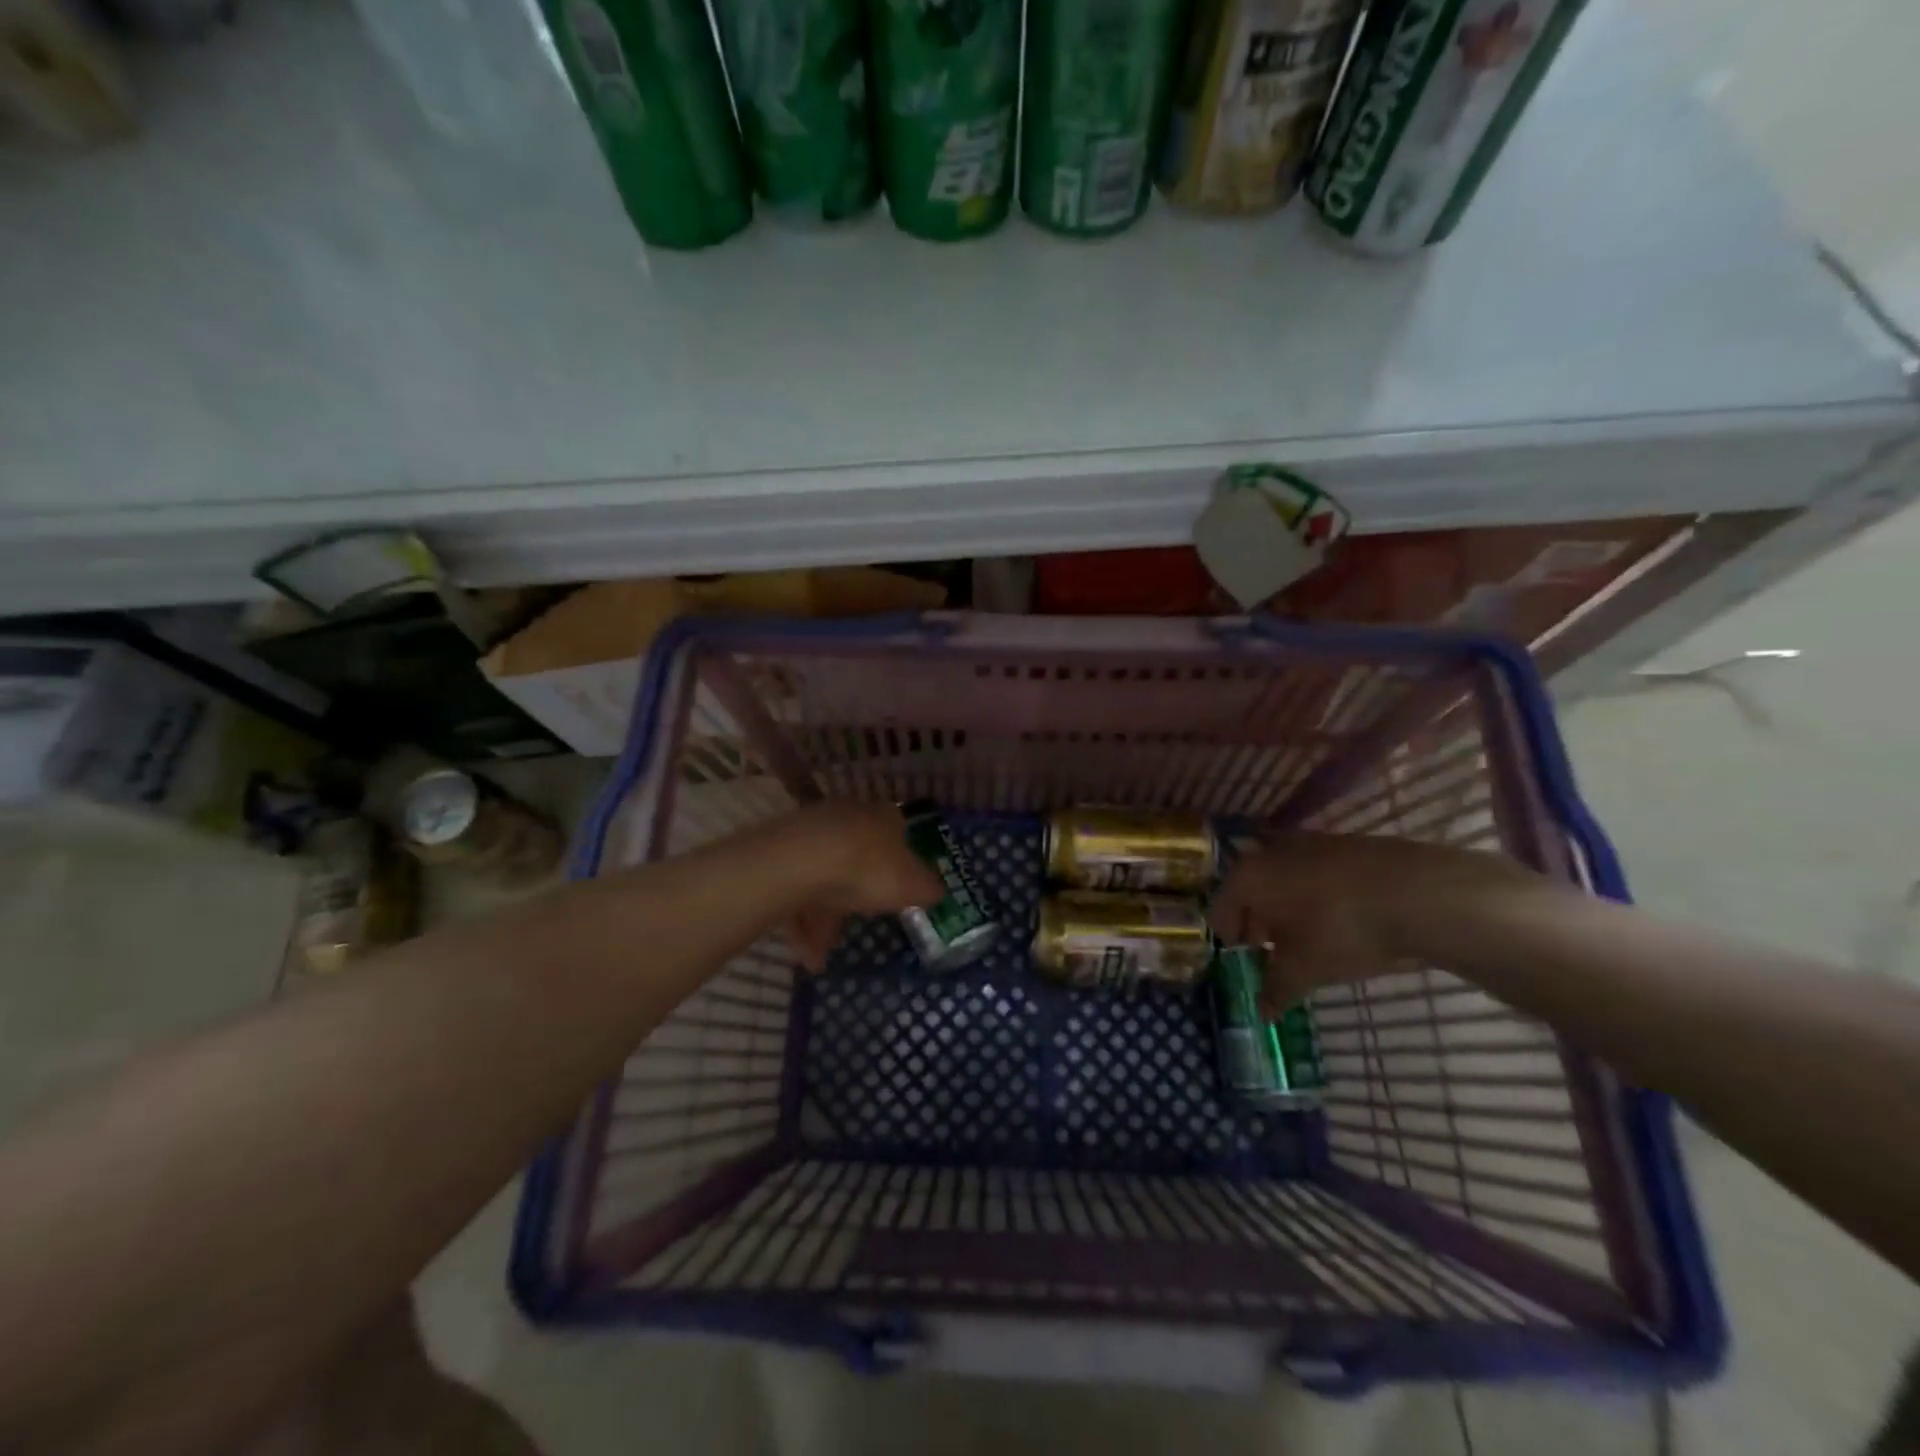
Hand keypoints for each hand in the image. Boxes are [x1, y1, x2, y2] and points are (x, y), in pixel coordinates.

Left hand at [773, 802, 944, 970]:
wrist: (798, 863)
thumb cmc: (867, 868)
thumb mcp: (912, 885)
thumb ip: (927, 888)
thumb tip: (936, 890)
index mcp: (882, 817)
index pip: (898, 833)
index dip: (900, 863)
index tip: (899, 890)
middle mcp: (847, 817)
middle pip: (857, 858)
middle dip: (857, 896)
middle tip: (860, 926)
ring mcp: (809, 832)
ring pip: (822, 879)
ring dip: (824, 920)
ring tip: (821, 958)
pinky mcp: (778, 852)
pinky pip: (794, 891)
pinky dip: (800, 922)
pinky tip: (805, 955)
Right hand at [1207, 832, 1538, 1010]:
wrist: (1420, 894)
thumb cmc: (1342, 931)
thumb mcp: (1305, 971)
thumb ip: (1276, 990)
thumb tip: (1262, 1012)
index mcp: (1246, 877)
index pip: (1220, 911)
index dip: (1230, 941)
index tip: (1246, 962)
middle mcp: (1267, 850)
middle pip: (1249, 890)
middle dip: (1257, 921)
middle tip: (1273, 951)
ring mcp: (1306, 842)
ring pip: (1281, 878)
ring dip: (1285, 905)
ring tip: (1307, 937)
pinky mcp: (1341, 842)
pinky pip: (1312, 872)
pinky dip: (1314, 893)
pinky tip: (1338, 918)